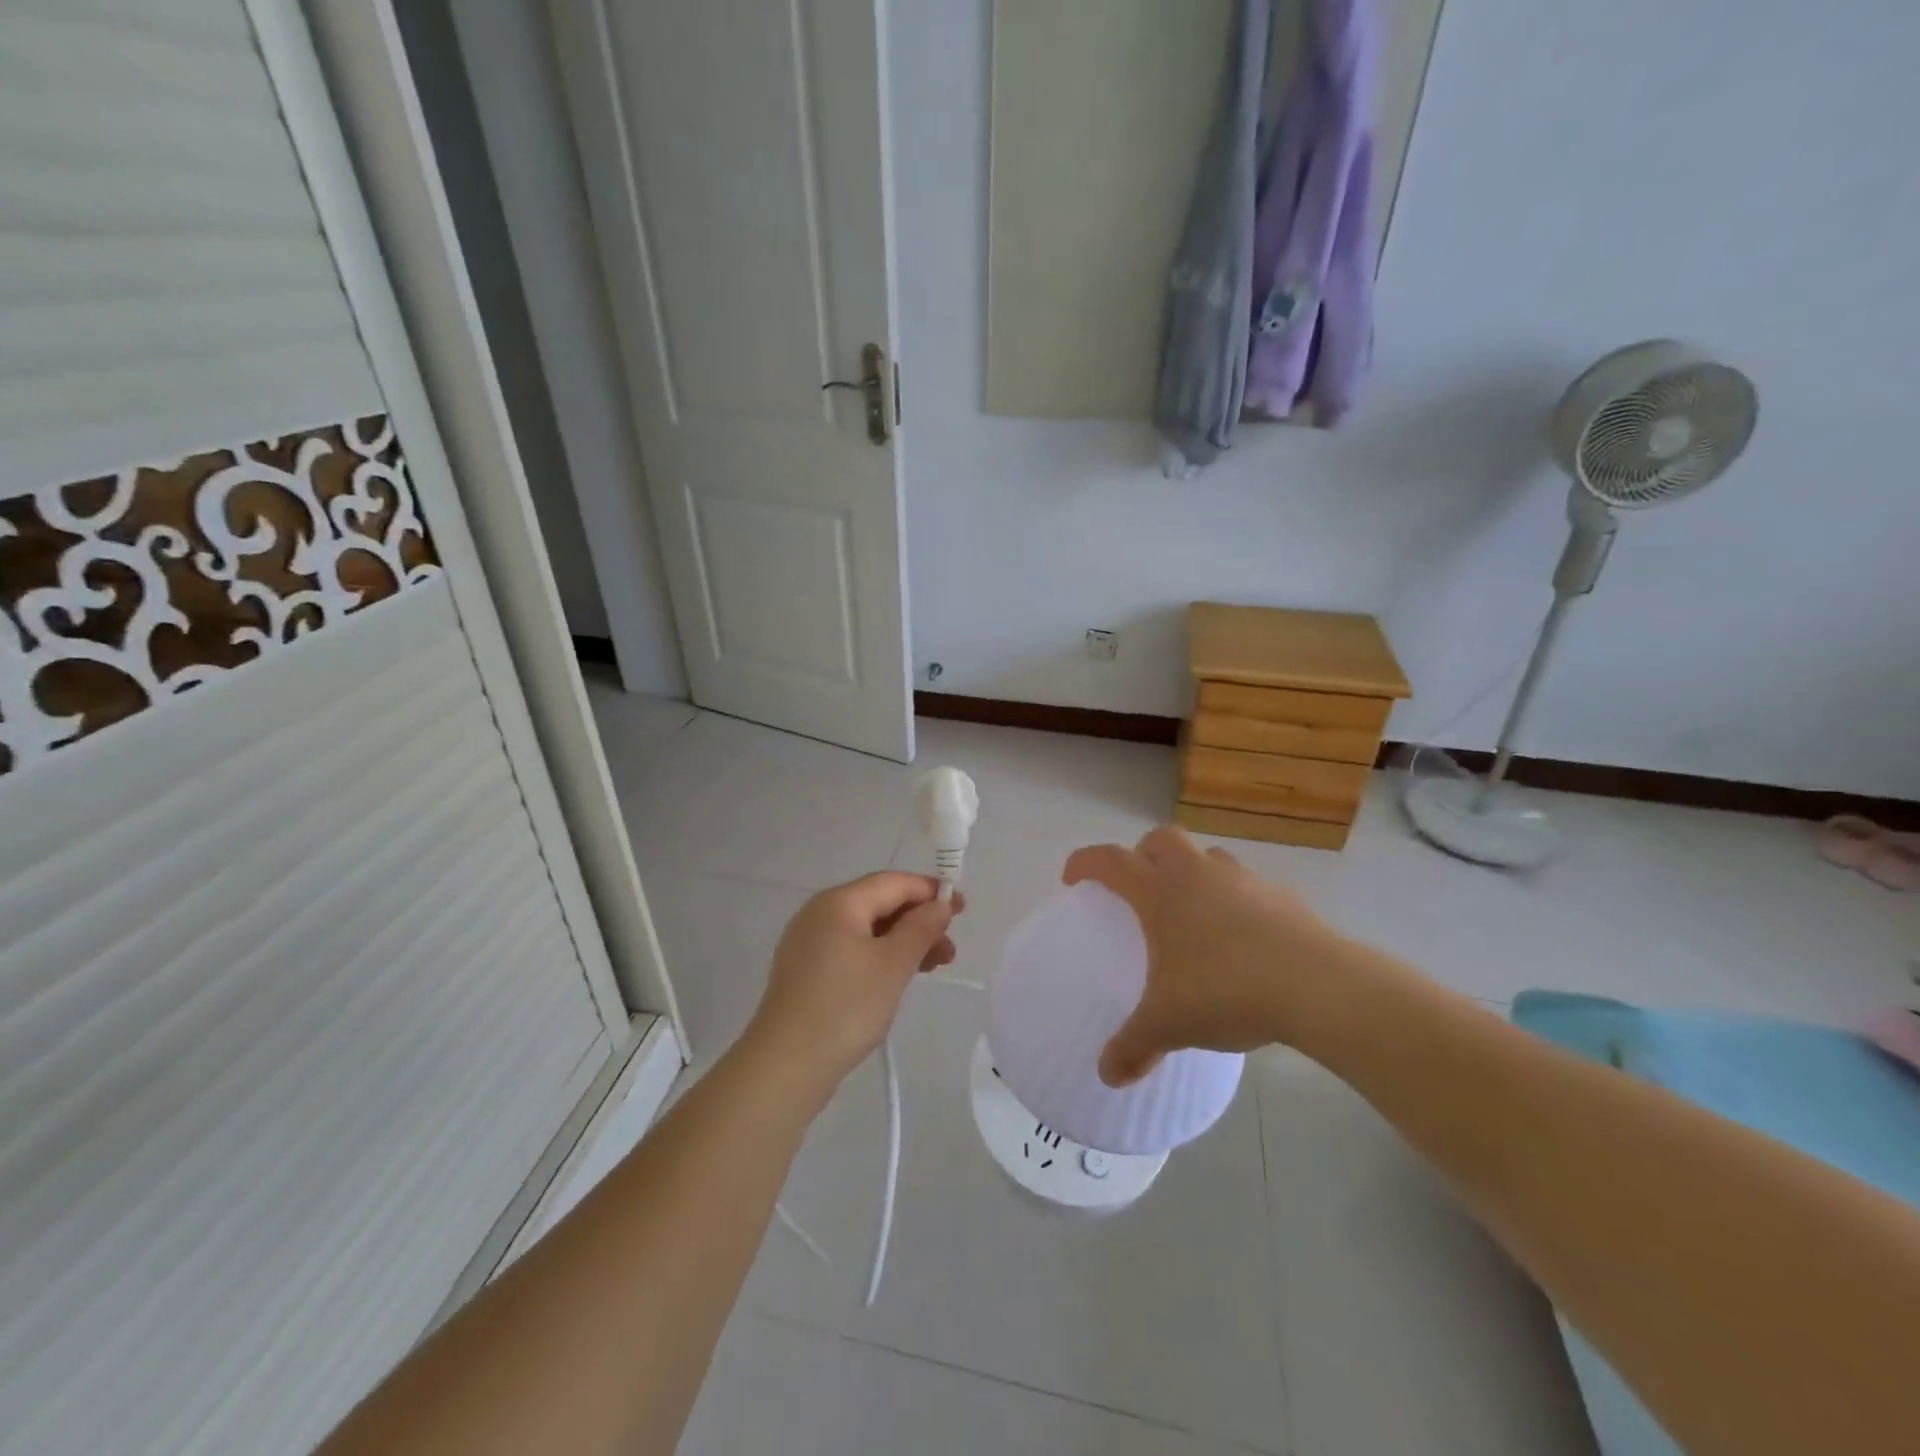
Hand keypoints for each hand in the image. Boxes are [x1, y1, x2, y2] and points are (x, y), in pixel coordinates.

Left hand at [746, 872, 963, 1094]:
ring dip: (903, 942)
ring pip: (866, 930)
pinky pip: (851, 951)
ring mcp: (808, 944)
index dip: (929, 891)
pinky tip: (897, 979)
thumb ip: (921, 928)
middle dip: (918, 921)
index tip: (962, 908)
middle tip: (950, 949)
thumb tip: (939, 904)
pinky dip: (880, 957)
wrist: (786, 1066)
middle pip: (879, 904)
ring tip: (934, 967)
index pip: (892, 883)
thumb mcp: (894, 964)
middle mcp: (819, 914)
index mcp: (838, 903)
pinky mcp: (805, 972)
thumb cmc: (846, 1007)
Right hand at [1064, 826, 1354, 1086]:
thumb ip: (1134, 1046)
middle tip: (1138, 887)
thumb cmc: (1226, 991)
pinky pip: (1247, 886)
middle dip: (1142, 854)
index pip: (1110, 860)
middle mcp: (1197, 874)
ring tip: (1192, 912)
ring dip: (1192, 872)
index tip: (1073, 878)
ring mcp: (1243, 880)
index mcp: (1160, 892)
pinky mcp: (1282, 897)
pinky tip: (1240, 939)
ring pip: (1207, 857)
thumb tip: (1108, 1075)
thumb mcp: (1169, 1024)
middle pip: (1160, 839)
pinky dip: (1234, 900)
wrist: (1318, 987)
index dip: (1086, 863)